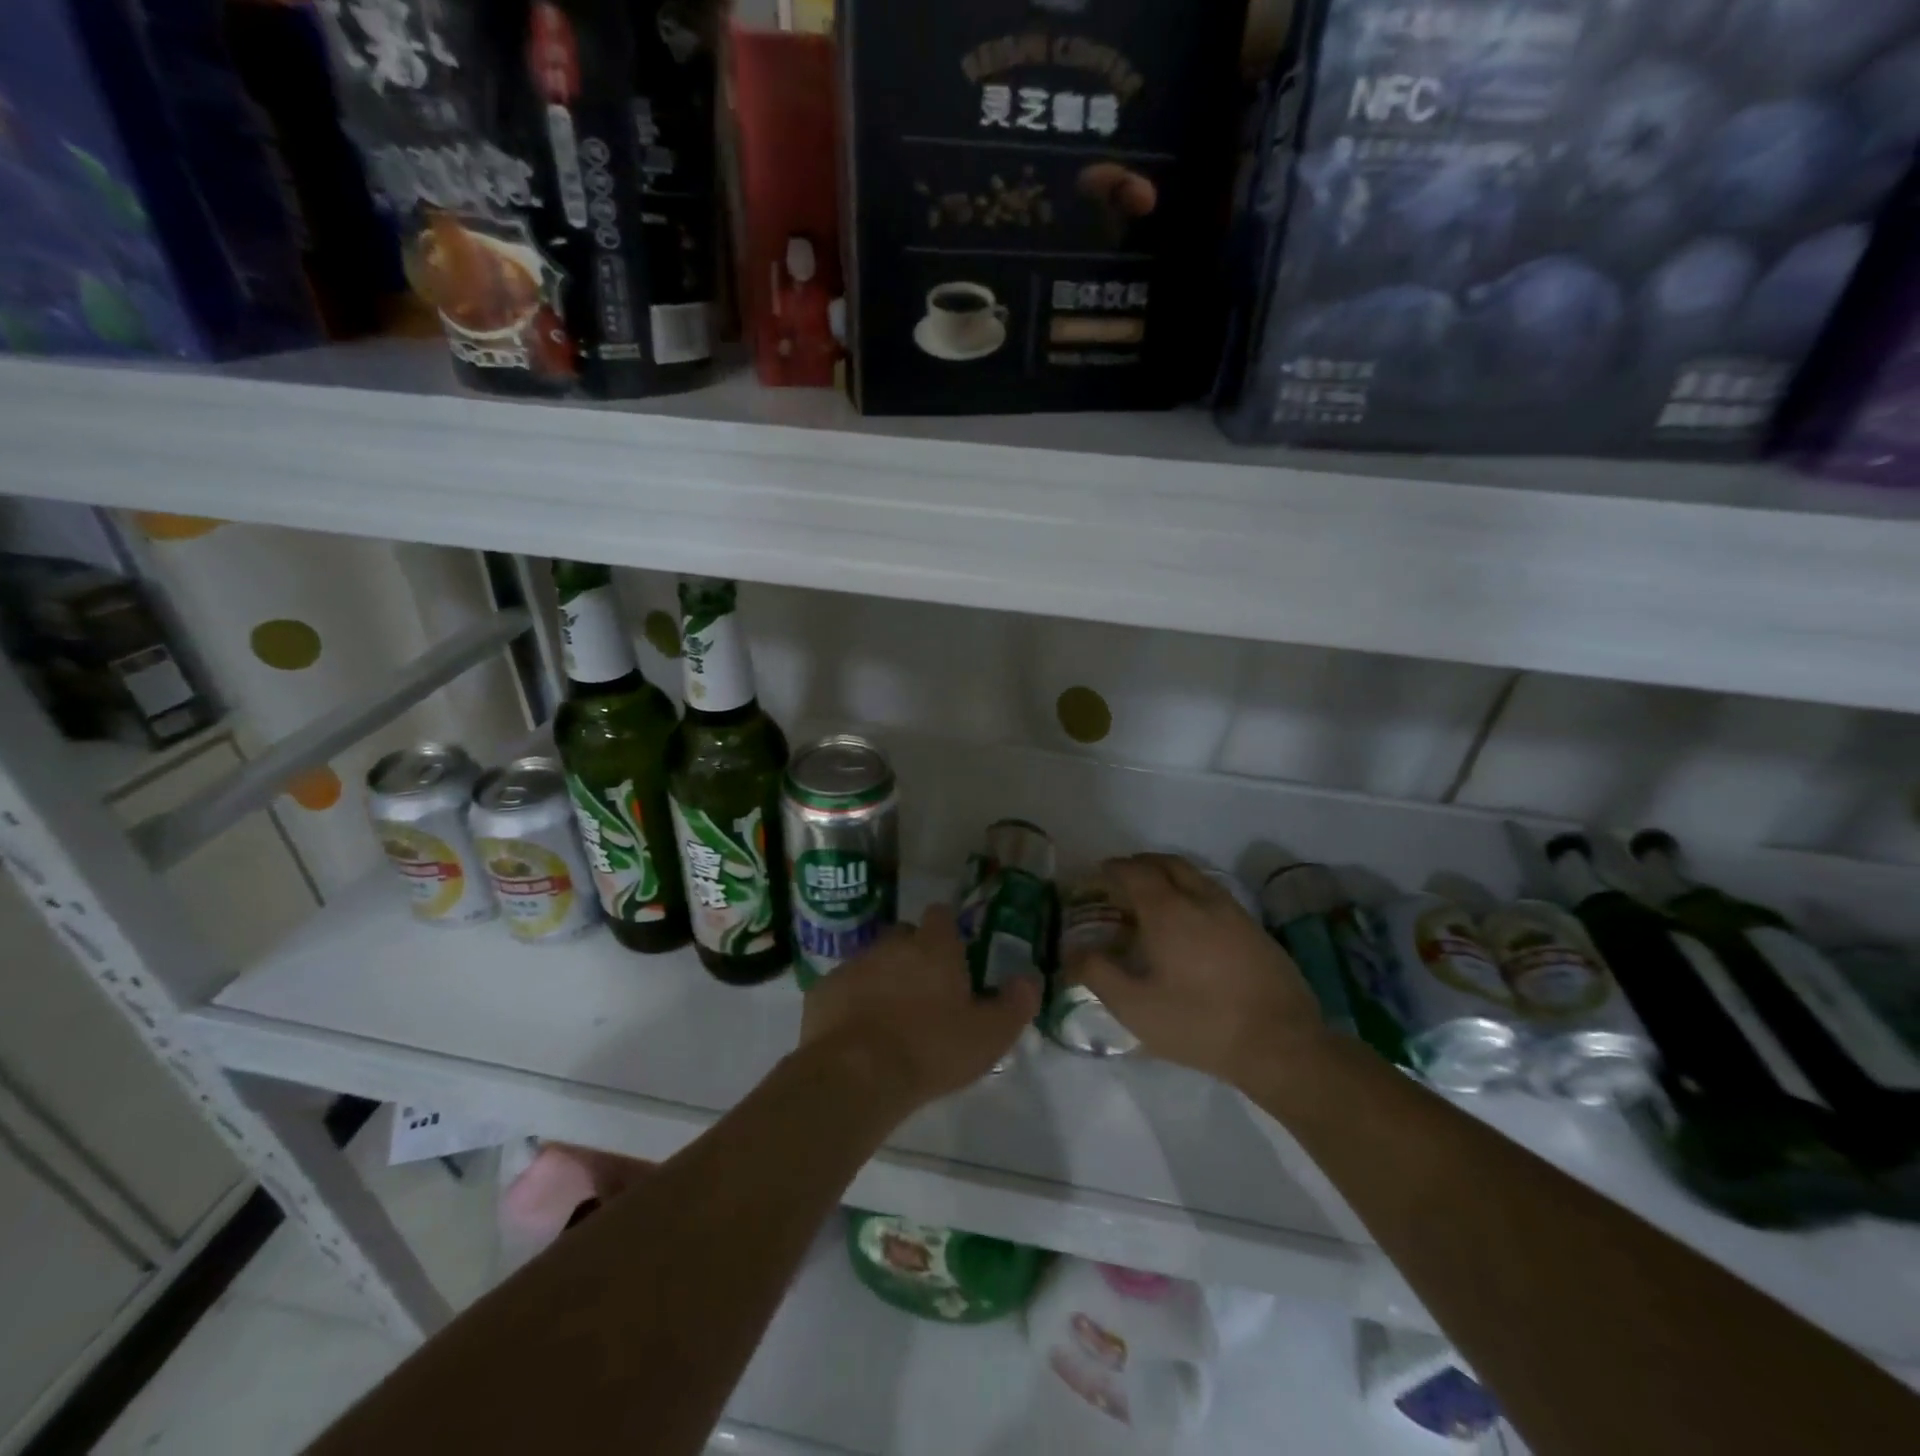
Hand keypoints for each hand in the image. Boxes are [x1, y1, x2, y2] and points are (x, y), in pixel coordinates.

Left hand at [800, 904, 1040, 1112]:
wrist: (857, 1075)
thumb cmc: (931, 1050)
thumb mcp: (990, 1035)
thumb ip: (1015, 1004)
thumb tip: (1030, 980)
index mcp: (934, 947)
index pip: (941, 915)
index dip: (947, 931)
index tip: (953, 955)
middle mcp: (892, 945)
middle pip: (904, 936)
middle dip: (913, 955)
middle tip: (924, 992)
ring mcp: (854, 965)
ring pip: (872, 962)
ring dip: (881, 979)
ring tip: (889, 1018)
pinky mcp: (823, 990)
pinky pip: (842, 989)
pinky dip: (850, 1002)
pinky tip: (856, 1034)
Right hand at [1063, 854, 1325, 1088]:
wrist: (1281, 1044)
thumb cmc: (1199, 1023)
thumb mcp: (1135, 1007)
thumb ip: (1097, 974)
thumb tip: (1070, 951)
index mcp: (1168, 911)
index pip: (1134, 872)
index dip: (1113, 869)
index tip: (1098, 874)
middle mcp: (1200, 899)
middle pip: (1167, 863)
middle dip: (1141, 863)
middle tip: (1122, 878)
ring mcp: (1233, 911)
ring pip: (1195, 875)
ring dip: (1169, 874)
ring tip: (1153, 895)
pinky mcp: (1254, 928)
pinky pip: (1214, 893)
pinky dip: (1192, 891)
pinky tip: (1190, 921)